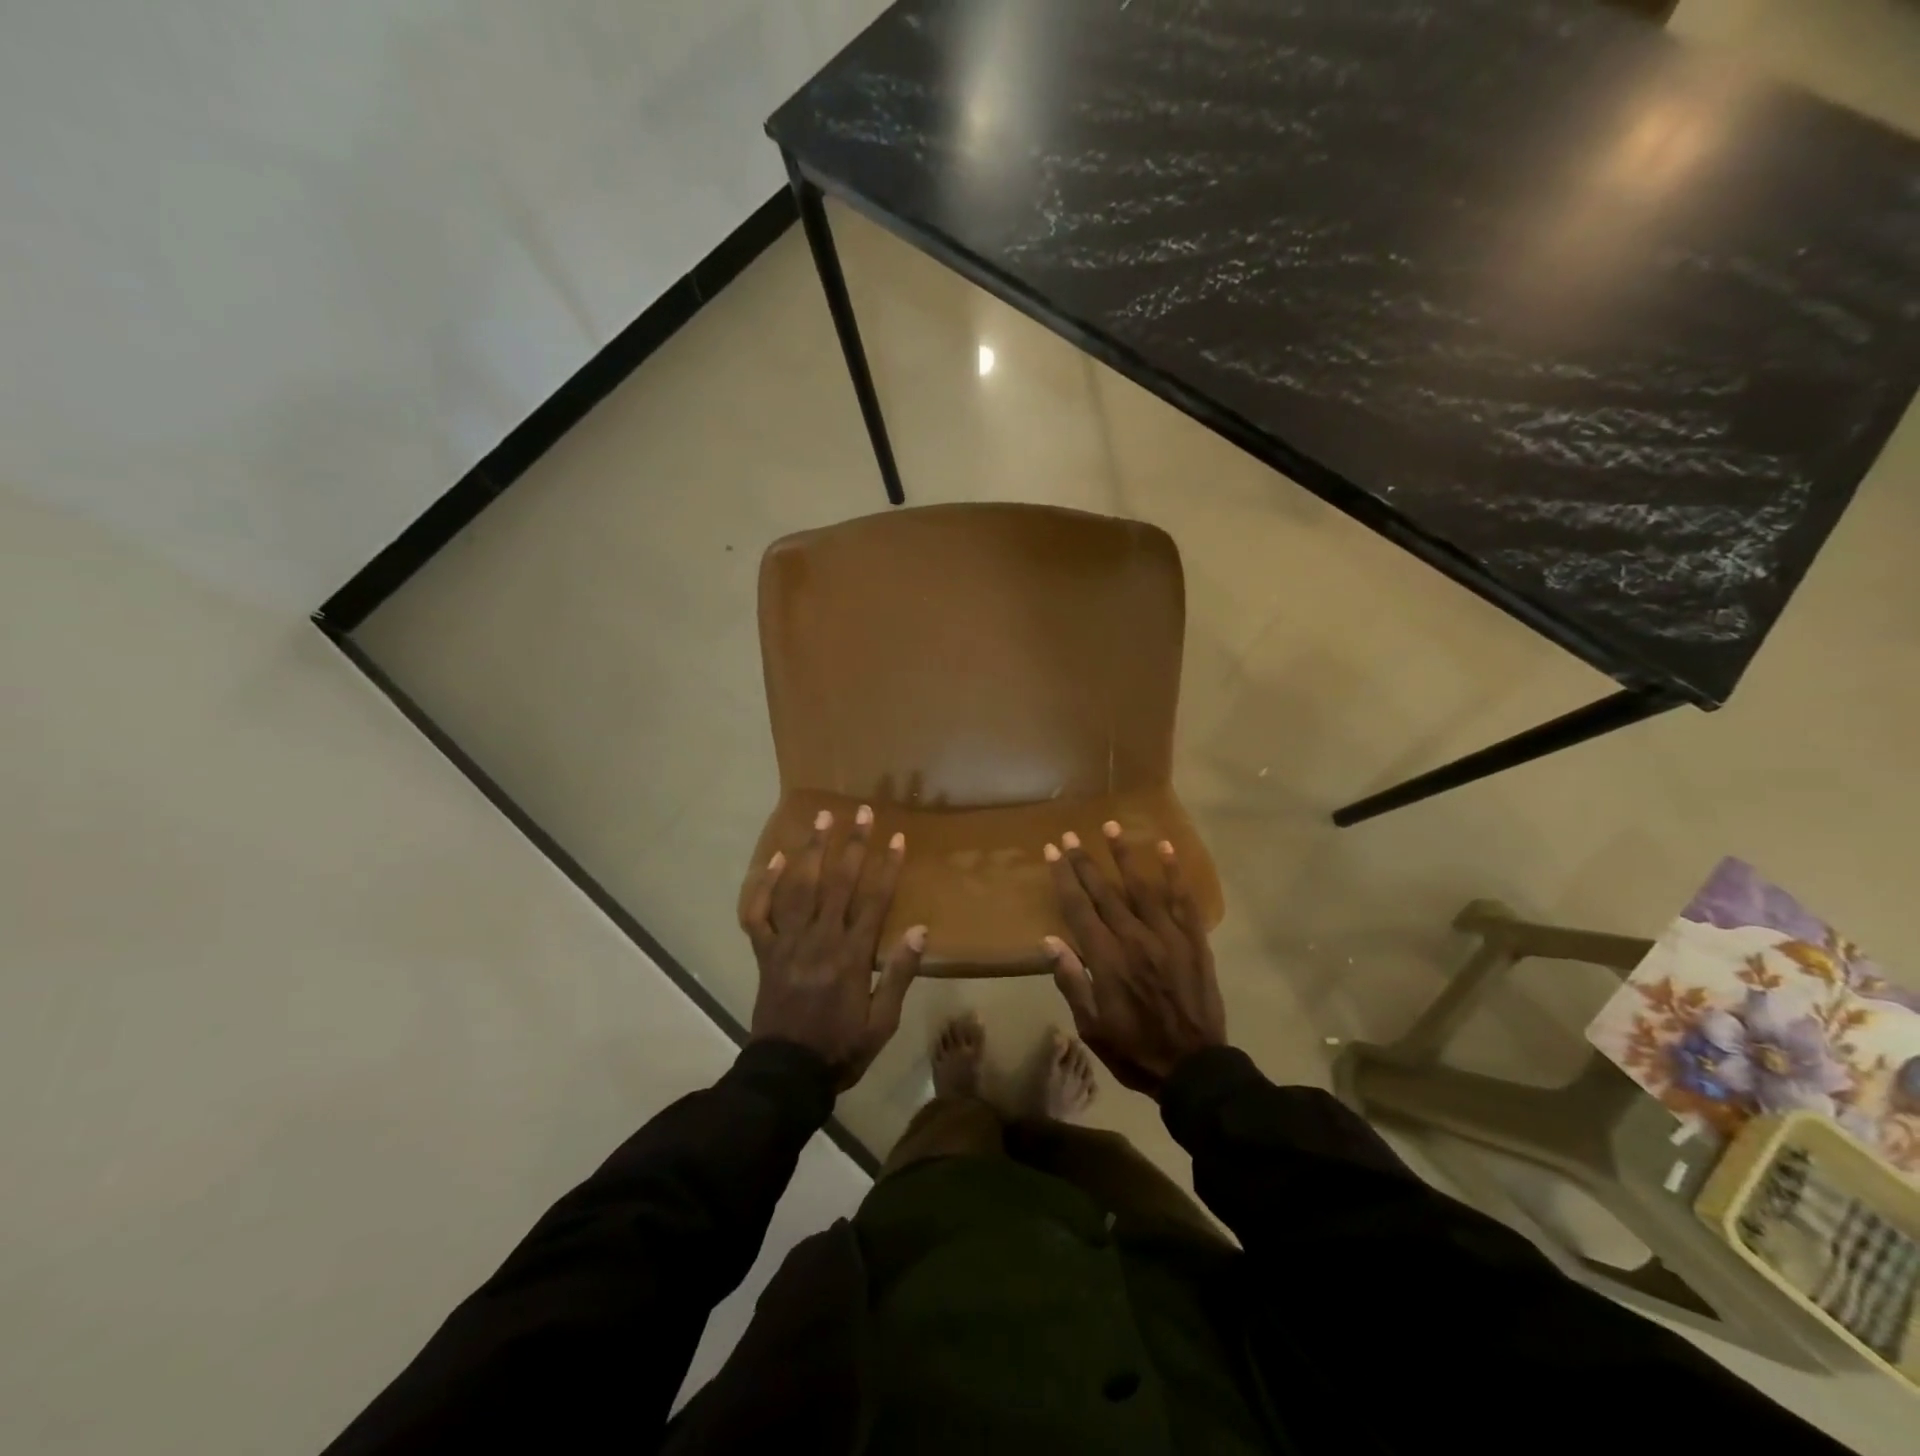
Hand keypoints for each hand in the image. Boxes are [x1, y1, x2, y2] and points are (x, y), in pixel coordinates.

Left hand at [740, 806, 924, 1090]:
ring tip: (821, 818)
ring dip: (812, 850)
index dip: (887, 866)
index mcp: (852, 956)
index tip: (897, 837)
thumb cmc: (841, 1048)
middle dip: (852, 845)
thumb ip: (899, 974)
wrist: (787, 1074)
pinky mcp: (765, 952)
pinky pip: (759, 913)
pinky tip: (775, 859)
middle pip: (838, 883)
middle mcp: (820, 940)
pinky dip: (764, 885)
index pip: (874, 900)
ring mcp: (788, 943)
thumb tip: (921, 930)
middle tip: (862, 812)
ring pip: (799, 888)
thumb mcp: (883, 1022)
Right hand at [1043, 822, 1224, 1097]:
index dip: (1063, 878)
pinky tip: (1166, 849)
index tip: (1052, 851)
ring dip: (1125, 856)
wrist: (1193, 1068)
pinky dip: (1174, 874)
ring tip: (1111, 826)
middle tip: (1071, 835)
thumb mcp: (1091, 1025)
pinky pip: (1184, 901)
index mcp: (1106, 959)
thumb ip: (1071, 981)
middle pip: (1105, 892)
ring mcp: (1167, 937)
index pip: (1079, 908)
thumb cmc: (1134, 1049)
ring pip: (1142, 887)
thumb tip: (1050, 941)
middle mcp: (1134, 938)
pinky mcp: (1194, 941)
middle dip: (1085, 861)